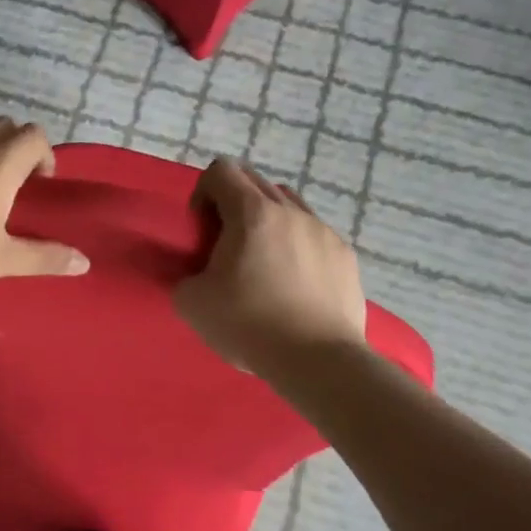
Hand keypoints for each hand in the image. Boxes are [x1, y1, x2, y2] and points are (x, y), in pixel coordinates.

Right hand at [176, 158, 369, 373]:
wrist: (317, 360)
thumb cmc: (249, 325)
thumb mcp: (191, 303)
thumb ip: (184, 275)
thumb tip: (196, 274)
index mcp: (252, 213)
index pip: (221, 170)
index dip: (203, 192)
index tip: (202, 230)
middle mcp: (291, 211)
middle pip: (255, 182)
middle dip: (233, 204)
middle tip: (226, 246)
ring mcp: (323, 231)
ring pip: (289, 205)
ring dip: (268, 221)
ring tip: (263, 262)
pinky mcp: (346, 255)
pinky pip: (314, 234)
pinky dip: (297, 246)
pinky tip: (294, 284)